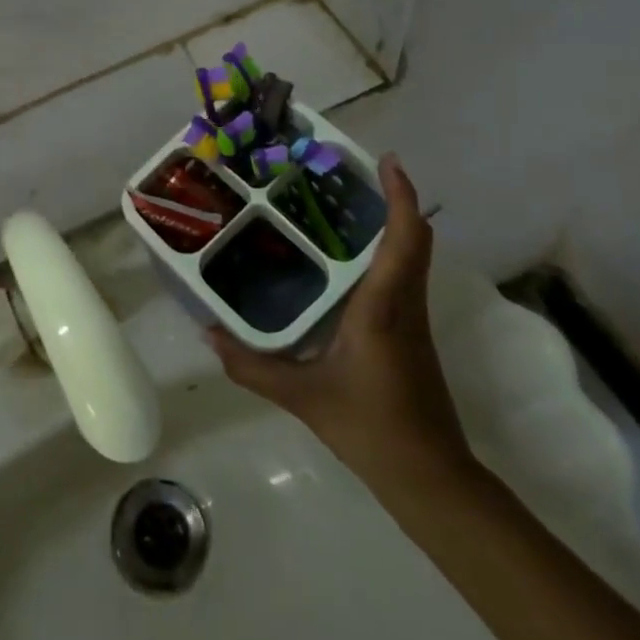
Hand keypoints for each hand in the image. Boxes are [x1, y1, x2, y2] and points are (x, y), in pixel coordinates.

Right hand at [210, 154, 472, 496]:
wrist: (431, 479)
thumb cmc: (372, 428)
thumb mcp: (303, 398)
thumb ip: (253, 366)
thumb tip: (209, 334)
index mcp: (383, 307)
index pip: (405, 239)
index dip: (401, 196)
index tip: (387, 160)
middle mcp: (404, 303)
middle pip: (413, 239)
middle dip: (391, 199)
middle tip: (349, 174)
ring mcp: (412, 319)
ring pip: (410, 256)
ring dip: (388, 224)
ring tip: (340, 205)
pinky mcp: (410, 334)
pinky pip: (402, 276)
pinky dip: (384, 253)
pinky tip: (344, 261)